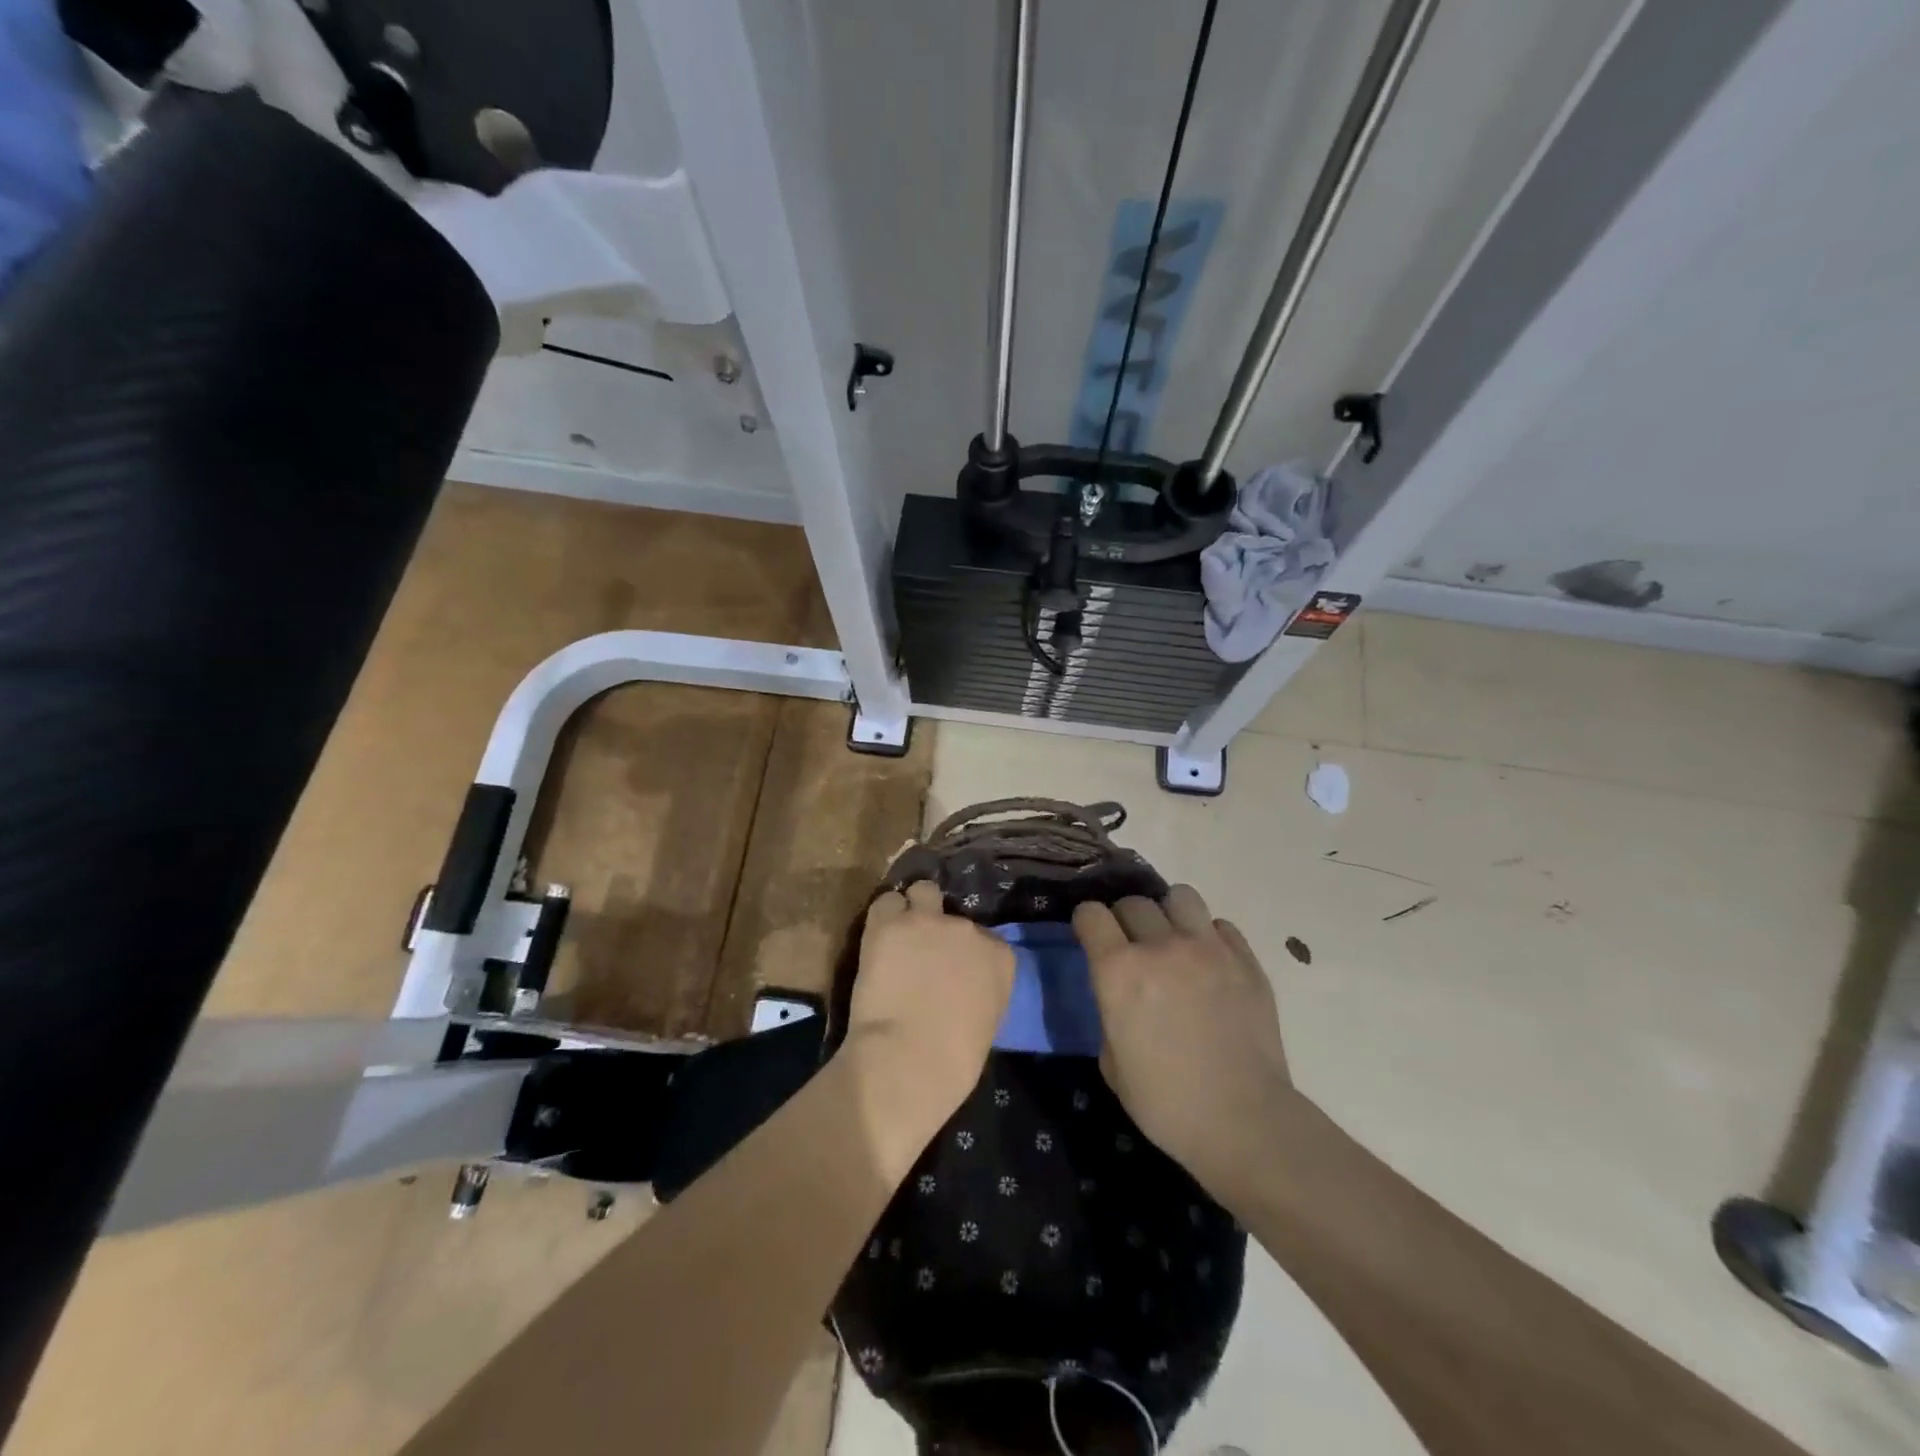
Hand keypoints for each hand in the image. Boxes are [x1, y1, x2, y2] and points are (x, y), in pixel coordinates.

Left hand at [843, 882, 1014, 1159]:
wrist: (910, 1059)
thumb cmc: (954, 1060)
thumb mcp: (986, 1019)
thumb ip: (978, 989)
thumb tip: (958, 985)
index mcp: (999, 956)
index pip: (984, 939)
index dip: (964, 954)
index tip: (951, 972)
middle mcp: (968, 929)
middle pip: (953, 917)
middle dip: (939, 933)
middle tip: (921, 958)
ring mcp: (929, 921)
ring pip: (923, 892)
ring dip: (913, 910)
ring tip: (899, 935)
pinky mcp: (890, 923)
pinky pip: (886, 903)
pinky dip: (882, 918)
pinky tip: (876, 940)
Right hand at [1074, 885, 1292, 1202]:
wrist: (1245, 1122)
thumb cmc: (1167, 1103)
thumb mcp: (1112, 1063)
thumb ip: (1109, 1013)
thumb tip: (1119, 997)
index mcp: (1119, 972)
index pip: (1091, 914)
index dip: (1087, 922)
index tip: (1089, 935)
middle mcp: (1160, 947)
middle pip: (1133, 902)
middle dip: (1124, 919)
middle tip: (1132, 946)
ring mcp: (1208, 948)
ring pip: (1180, 896)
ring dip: (1168, 914)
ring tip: (1173, 940)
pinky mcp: (1245, 959)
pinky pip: (1220, 925)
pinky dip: (1209, 937)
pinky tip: (1209, 964)